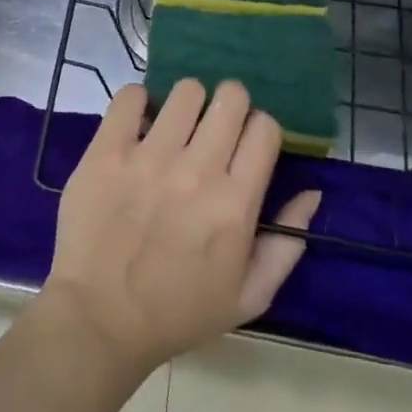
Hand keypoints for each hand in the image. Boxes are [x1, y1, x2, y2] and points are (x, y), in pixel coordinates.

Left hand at [43, 80, 320, 376]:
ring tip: (175, 127)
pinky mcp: (107, 151)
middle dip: (229, 105)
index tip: (246, 144)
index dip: (260, 129)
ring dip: (187, 104)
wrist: (99, 322)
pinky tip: (137, 125)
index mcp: (235, 204)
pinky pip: (130, 96)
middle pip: (230, 97)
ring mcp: (149, 157)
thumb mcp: (248, 297)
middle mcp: (197, 171)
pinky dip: (138, 102)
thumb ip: (286, 246)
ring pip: (186, 90)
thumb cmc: (178, 313)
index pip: (265, 127)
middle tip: (213, 128)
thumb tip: (312, 192)